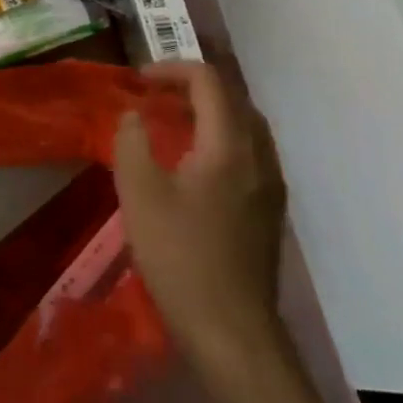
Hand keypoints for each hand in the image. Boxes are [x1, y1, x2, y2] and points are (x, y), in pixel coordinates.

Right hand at [113, 62, 288, 383]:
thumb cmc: (180, 258)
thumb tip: (134, 115)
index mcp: (229, 146)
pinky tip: (196, 165)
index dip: (172, 70)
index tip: (139, 81)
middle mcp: (259, 157)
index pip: (209, 82)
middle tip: (155, 96)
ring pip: (246, 126)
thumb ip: (132, 142)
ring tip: (172, 123)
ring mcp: (271, 186)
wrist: (232, 331)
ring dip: (210, 112)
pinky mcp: (270, 211)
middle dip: (193, 87)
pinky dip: (222, 139)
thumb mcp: (139, 194)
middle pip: (234, 99)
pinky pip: (250, 153)